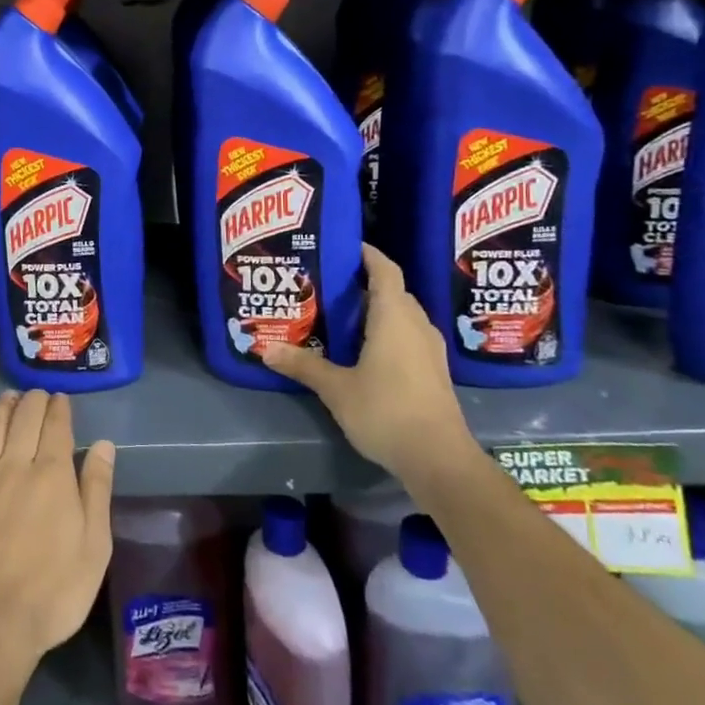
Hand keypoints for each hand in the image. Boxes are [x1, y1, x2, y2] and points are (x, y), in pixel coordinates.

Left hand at [0, 391, 114, 685]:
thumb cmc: (52, 593)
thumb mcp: (94, 548)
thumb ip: (97, 491)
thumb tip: (104, 445)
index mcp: (53, 475)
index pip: (57, 426)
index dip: (60, 408)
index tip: (61, 399)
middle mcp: (15, 465)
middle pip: (24, 418)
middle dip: (33, 400)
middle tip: (38, 395)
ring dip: (2, 406)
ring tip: (9, 397)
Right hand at [263, 245, 472, 485]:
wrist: (439, 460)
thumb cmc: (386, 411)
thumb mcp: (336, 389)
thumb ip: (303, 365)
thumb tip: (265, 349)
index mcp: (394, 317)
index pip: (385, 270)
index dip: (368, 254)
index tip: (345, 245)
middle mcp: (416, 325)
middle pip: (394, 291)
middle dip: (365, 283)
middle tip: (330, 283)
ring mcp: (429, 350)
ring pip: (403, 315)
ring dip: (378, 309)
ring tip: (343, 313)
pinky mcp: (433, 372)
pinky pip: (409, 336)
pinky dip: (388, 331)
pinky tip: (365, 348)